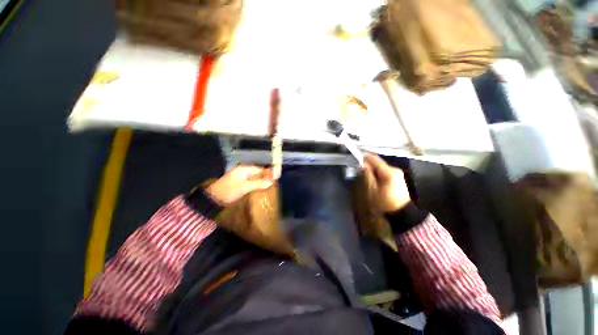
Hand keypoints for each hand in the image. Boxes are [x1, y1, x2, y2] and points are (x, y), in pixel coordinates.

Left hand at [206, 166, 275, 205]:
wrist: (212, 200)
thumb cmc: (229, 191)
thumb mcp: (245, 187)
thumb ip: (259, 183)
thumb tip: (272, 181)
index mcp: (244, 169)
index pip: (260, 169)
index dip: (269, 173)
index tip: (277, 178)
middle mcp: (243, 172)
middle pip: (258, 173)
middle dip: (266, 178)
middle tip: (274, 184)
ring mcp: (240, 178)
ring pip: (254, 178)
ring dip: (261, 182)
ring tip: (270, 187)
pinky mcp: (238, 185)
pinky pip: (250, 183)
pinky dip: (256, 186)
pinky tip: (260, 190)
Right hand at [364, 154, 411, 212]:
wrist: (403, 216)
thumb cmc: (385, 203)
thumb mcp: (372, 190)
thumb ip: (367, 176)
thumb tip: (363, 165)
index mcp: (389, 172)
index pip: (374, 159)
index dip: (364, 158)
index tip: (356, 162)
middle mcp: (395, 170)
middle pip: (378, 164)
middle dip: (368, 167)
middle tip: (360, 174)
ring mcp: (399, 175)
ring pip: (381, 169)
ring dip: (373, 172)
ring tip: (367, 180)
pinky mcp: (399, 180)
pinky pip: (386, 174)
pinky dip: (379, 176)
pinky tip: (375, 184)